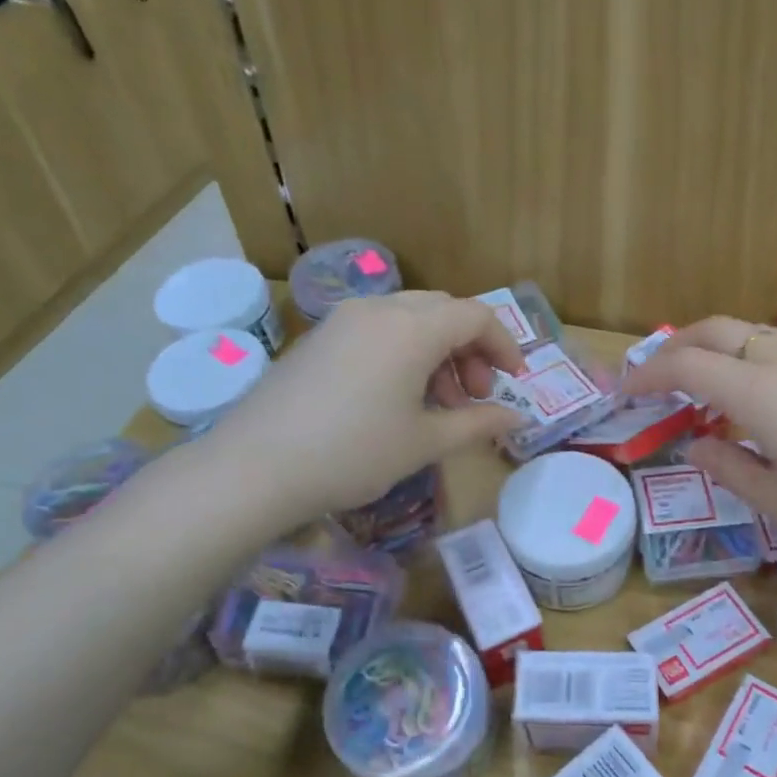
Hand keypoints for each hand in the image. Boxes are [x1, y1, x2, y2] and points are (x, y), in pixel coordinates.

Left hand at [202, 291, 526, 521]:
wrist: (256, 467)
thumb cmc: (354, 453)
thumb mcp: (425, 442)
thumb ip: (478, 423)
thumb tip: (520, 418)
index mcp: (412, 327)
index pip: (476, 316)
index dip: (504, 346)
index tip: (515, 382)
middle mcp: (378, 309)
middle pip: (443, 311)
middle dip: (470, 349)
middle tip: (474, 396)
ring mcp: (343, 320)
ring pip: (409, 319)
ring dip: (437, 352)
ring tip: (439, 405)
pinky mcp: (319, 338)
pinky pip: (377, 330)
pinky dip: (403, 353)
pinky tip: (397, 399)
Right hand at [622, 317, 776, 566]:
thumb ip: (729, 468)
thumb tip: (696, 446)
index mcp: (762, 393)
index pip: (687, 366)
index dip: (648, 375)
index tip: (625, 393)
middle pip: (717, 329)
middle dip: (676, 345)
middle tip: (653, 377)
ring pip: (750, 334)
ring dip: (713, 350)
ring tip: (697, 390)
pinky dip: (744, 360)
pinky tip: (751, 402)